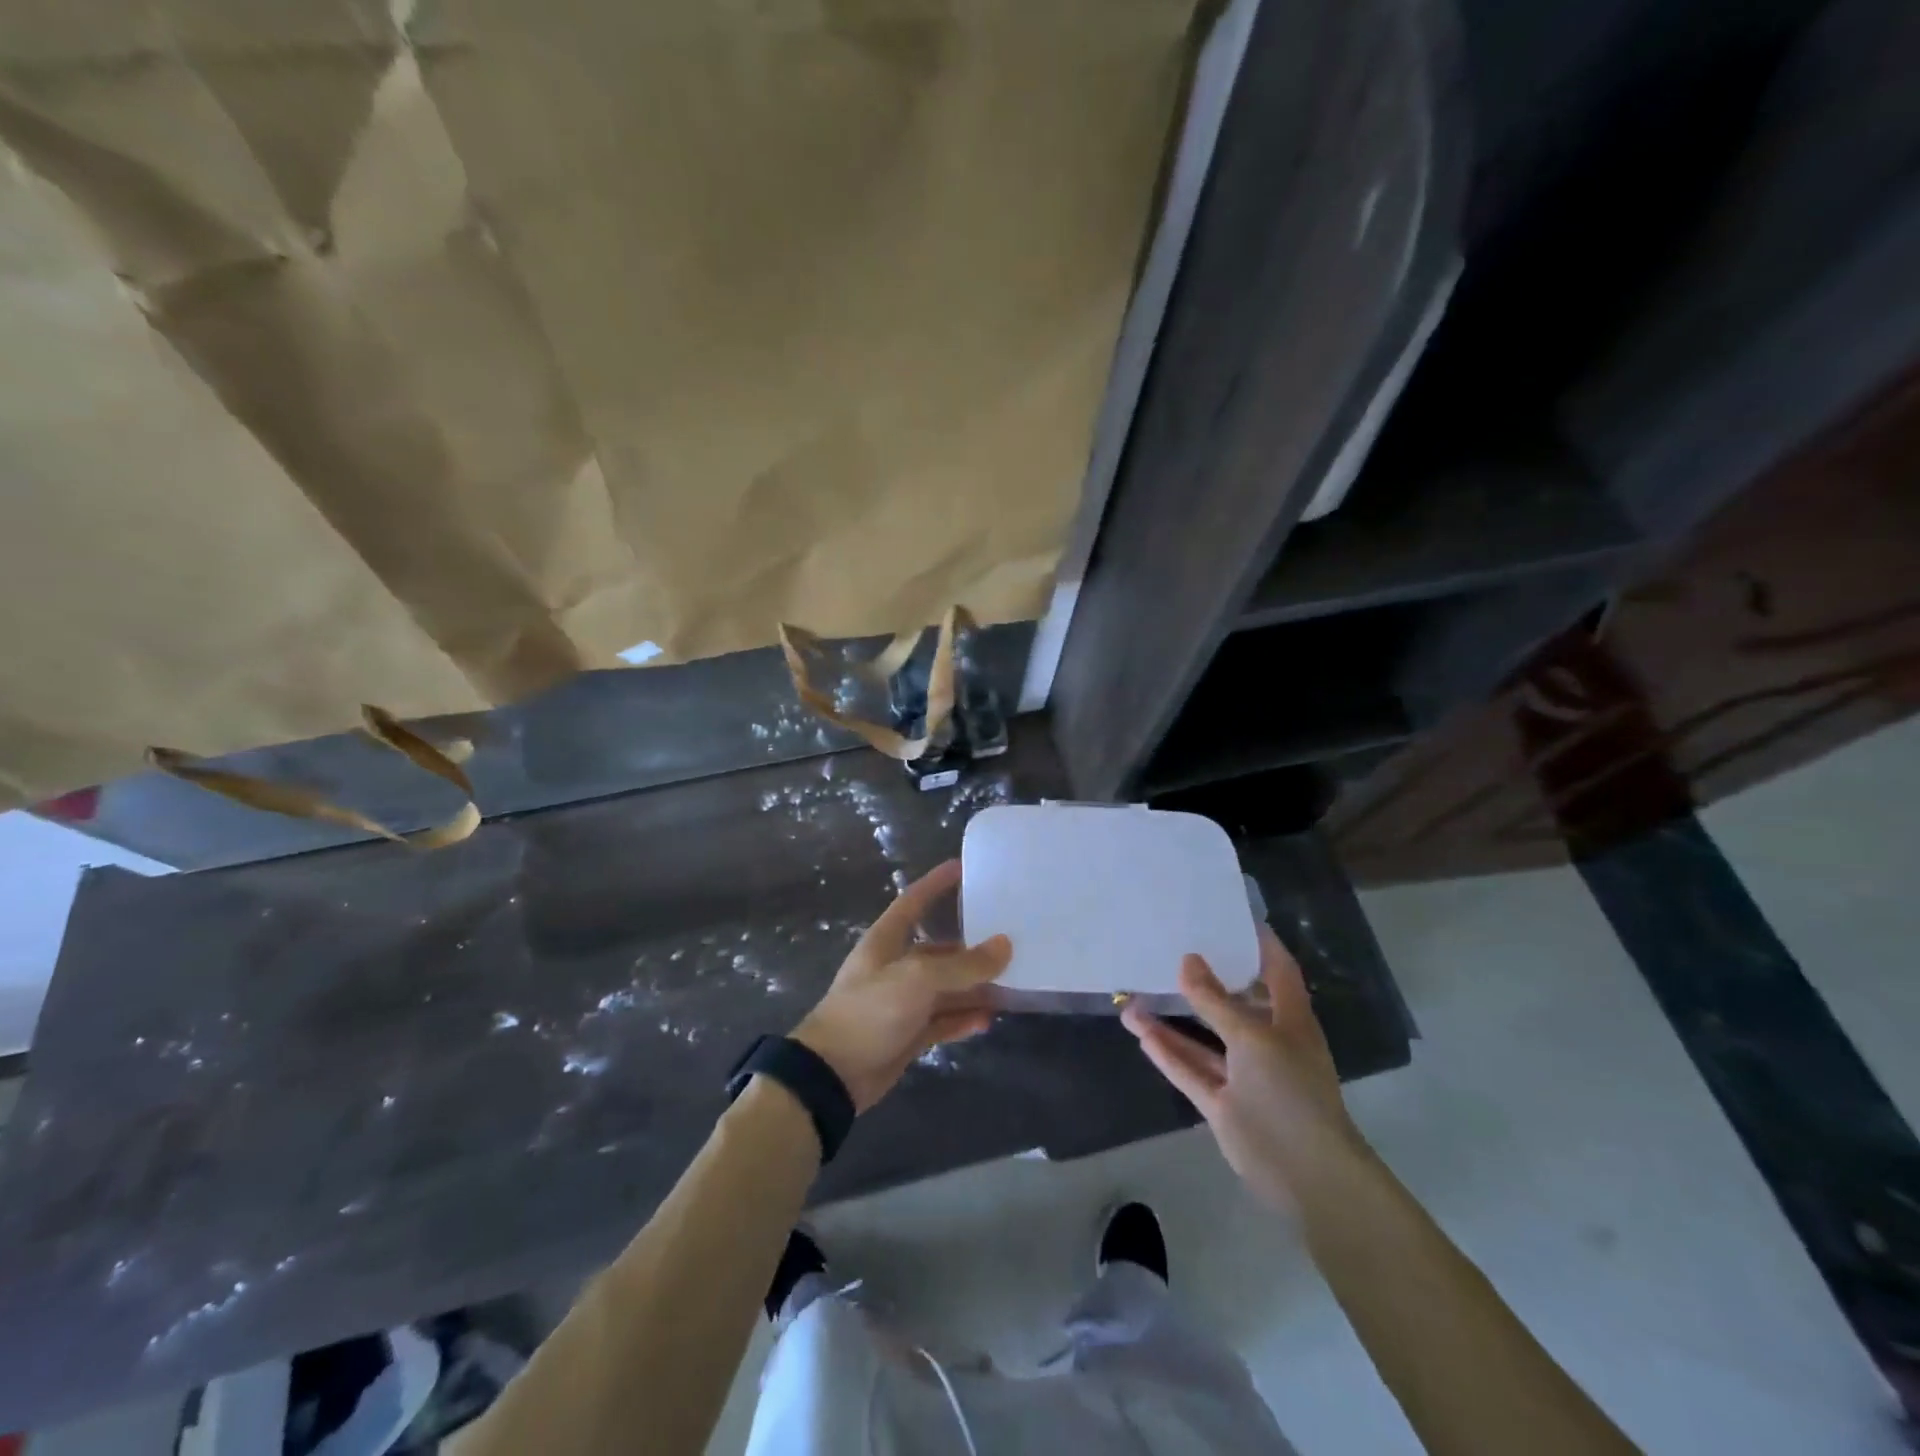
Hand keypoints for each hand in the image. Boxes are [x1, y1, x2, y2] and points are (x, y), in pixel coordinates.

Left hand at [792, 860, 1010, 1111]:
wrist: (832, 1074)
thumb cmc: (869, 1011)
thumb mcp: (917, 980)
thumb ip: (963, 965)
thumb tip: (1005, 945)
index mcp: (886, 941)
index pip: (913, 901)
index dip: (935, 883)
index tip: (962, 867)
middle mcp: (895, 966)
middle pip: (939, 948)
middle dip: (971, 946)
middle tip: (1009, 939)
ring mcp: (902, 1001)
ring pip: (945, 987)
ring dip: (973, 986)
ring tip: (1010, 983)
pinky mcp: (907, 1033)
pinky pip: (943, 1020)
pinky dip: (963, 1018)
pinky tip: (988, 1019)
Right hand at [1122, 925, 1367, 1210]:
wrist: (1306, 1174)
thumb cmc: (1290, 1090)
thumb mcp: (1252, 1037)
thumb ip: (1215, 1000)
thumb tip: (1187, 959)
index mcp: (1289, 1020)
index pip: (1277, 969)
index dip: (1259, 942)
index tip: (1230, 915)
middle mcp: (1266, 1041)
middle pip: (1233, 1002)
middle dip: (1205, 979)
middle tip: (1170, 947)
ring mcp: (1243, 1074)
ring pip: (1202, 1039)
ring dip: (1172, 1020)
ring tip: (1134, 994)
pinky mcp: (1223, 1103)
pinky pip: (1190, 1069)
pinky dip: (1168, 1052)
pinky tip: (1140, 1031)